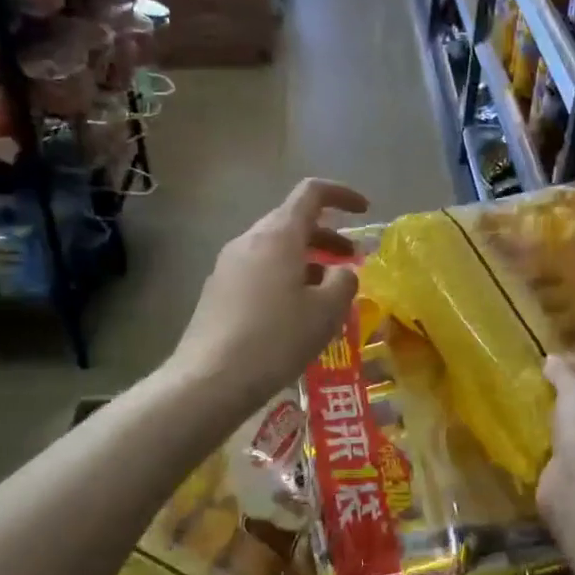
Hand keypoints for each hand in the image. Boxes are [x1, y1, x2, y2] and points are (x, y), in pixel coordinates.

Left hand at [171, 178, 369, 405]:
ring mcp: (228, 266)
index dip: (341, 195)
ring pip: (276, 249)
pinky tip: (297, 313)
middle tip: (353, 260)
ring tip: (329, 292)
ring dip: (308, 260)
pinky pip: (260, 271)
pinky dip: (286, 278)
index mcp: (278, 236)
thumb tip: (342, 272)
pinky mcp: (218, 292)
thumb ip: (344, 282)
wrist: (210, 381)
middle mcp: (249, 241)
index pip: (311, 193)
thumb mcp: (326, 312)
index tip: (365, 210)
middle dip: (328, 236)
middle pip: (293, 222)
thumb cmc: (276, 339)